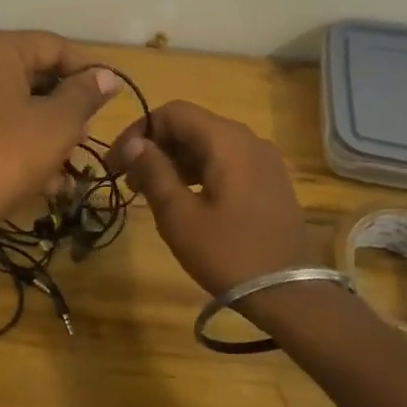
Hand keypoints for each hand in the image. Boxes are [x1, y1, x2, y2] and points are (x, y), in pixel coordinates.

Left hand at [0, 31, 118, 237]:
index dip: (87, 69)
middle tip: (88, 133)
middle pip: (32, 73)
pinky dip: (20, 142)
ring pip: (14, 103)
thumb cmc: (6, 156)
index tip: (111, 98)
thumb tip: (107, 76)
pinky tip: (44, 179)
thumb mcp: (58, 124)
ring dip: (46, 129)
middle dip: (66, 104)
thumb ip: (85, 94)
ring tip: (70, 160)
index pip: (53, 45)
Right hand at [108, 100, 312, 297]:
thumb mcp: (180, 216)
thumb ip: (154, 172)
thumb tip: (134, 143)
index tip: (116, 163)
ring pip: (209, 145)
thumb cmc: (228, 252)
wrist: (289, 294)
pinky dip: (199, 171)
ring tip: (151, 193)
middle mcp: (248, 139)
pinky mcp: (270, 181)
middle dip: (156, 147)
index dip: (138, 131)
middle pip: (192, 126)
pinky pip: (227, 162)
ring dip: (175, 161)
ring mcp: (264, 160)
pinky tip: (184, 200)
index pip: (173, 112)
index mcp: (226, 140)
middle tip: (129, 182)